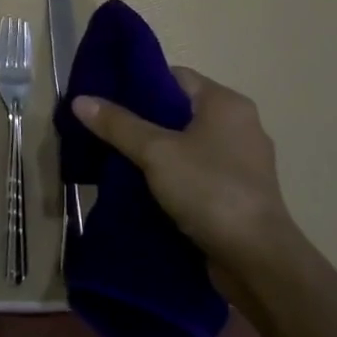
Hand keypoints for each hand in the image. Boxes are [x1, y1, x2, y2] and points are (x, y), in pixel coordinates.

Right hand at [73, 67, 299, 278]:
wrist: (256, 259)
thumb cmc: (209, 190)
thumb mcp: (156, 152)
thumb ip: (118, 125)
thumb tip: (80, 99)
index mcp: (226, 104)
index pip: (175, 77)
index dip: (139, 83)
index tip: (107, 97)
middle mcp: (239, 125)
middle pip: (179, 110)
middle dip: (142, 119)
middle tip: (105, 129)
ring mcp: (241, 161)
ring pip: (187, 144)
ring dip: (156, 151)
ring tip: (116, 158)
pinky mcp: (238, 192)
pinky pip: (196, 172)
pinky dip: (172, 175)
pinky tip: (143, 187)